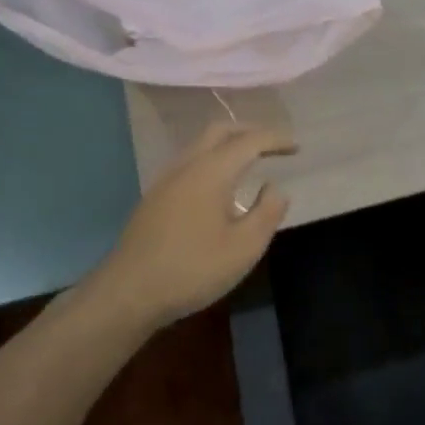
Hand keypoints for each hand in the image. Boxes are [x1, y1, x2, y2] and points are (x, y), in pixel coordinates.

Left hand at [103, 122, 297, 326]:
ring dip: (228, 145)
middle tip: (273, 145)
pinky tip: (219, 186)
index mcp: (211, 172)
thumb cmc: (192, 269)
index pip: (249, 141)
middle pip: (219, 131)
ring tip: (250, 161)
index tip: (296, 146)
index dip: (275, 139)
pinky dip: (212, 160)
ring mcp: (165, 181)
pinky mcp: (154, 198)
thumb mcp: (244, 247)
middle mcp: (186, 166)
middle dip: (249, 132)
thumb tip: (275, 188)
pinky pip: (189, 162)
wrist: (128, 293)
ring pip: (200, 145)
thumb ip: (266, 212)